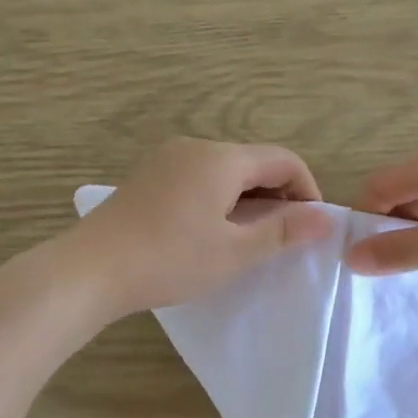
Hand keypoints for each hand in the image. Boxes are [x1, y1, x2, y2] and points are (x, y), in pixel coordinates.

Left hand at [71, 138, 334, 316]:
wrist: (90, 270)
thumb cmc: (169, 260)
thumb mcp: (234, 252)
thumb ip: (283, 231)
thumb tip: (327, 218)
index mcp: (221, 158)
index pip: (283, 159)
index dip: (307, 190)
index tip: (311, 227)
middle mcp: (195, 147)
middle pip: (253, 161)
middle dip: (277, 196)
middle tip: (282, 239)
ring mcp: (167, 158)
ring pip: (225, 170)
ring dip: (247, 199)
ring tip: (247, 240)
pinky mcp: (148, 176)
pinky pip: (198, 177)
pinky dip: (218, 198)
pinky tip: (210, 232)